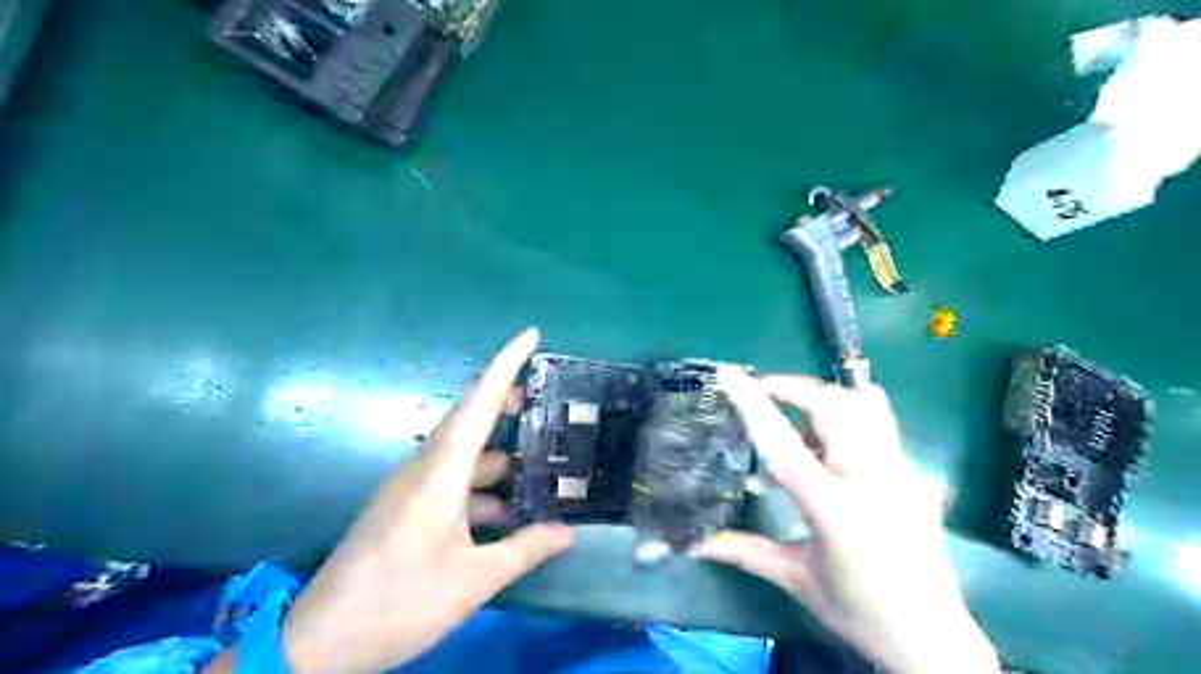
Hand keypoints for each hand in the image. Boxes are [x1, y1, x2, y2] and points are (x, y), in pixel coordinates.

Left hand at [279, 330, 574, 673]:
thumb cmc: (399, 601)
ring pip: (464, 455)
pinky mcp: (406, 507)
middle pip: (471, 419)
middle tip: (545, 403)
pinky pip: (452, 481)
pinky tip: (507, 516)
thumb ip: (525, 550)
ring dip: (499, 460)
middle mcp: (424, 468)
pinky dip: (483, 490)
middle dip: (507, 404)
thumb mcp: (473, 579)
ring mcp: (412, 487)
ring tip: (539, 473)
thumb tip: (569, 533)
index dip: (506, 364)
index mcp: (441, 472)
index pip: (479, 402)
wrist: (319, 642)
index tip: (531, 334)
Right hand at [690, 368, 999, 672]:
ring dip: (822, 398)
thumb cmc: (858, 610)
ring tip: (794, 417)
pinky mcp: (912, 473)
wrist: (932, 636)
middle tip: (761, 392)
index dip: (752, 406)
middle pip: (831, 406)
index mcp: (832, 509)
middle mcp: (870, 479)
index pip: (783, 445)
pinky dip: (851, 412)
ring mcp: (898, 472)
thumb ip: (743, 551)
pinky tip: (830, 438)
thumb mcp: (795, 578)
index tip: (728, 376)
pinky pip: (881, 421)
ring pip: (862, 405)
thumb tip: (692, 544)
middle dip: (792, 388)